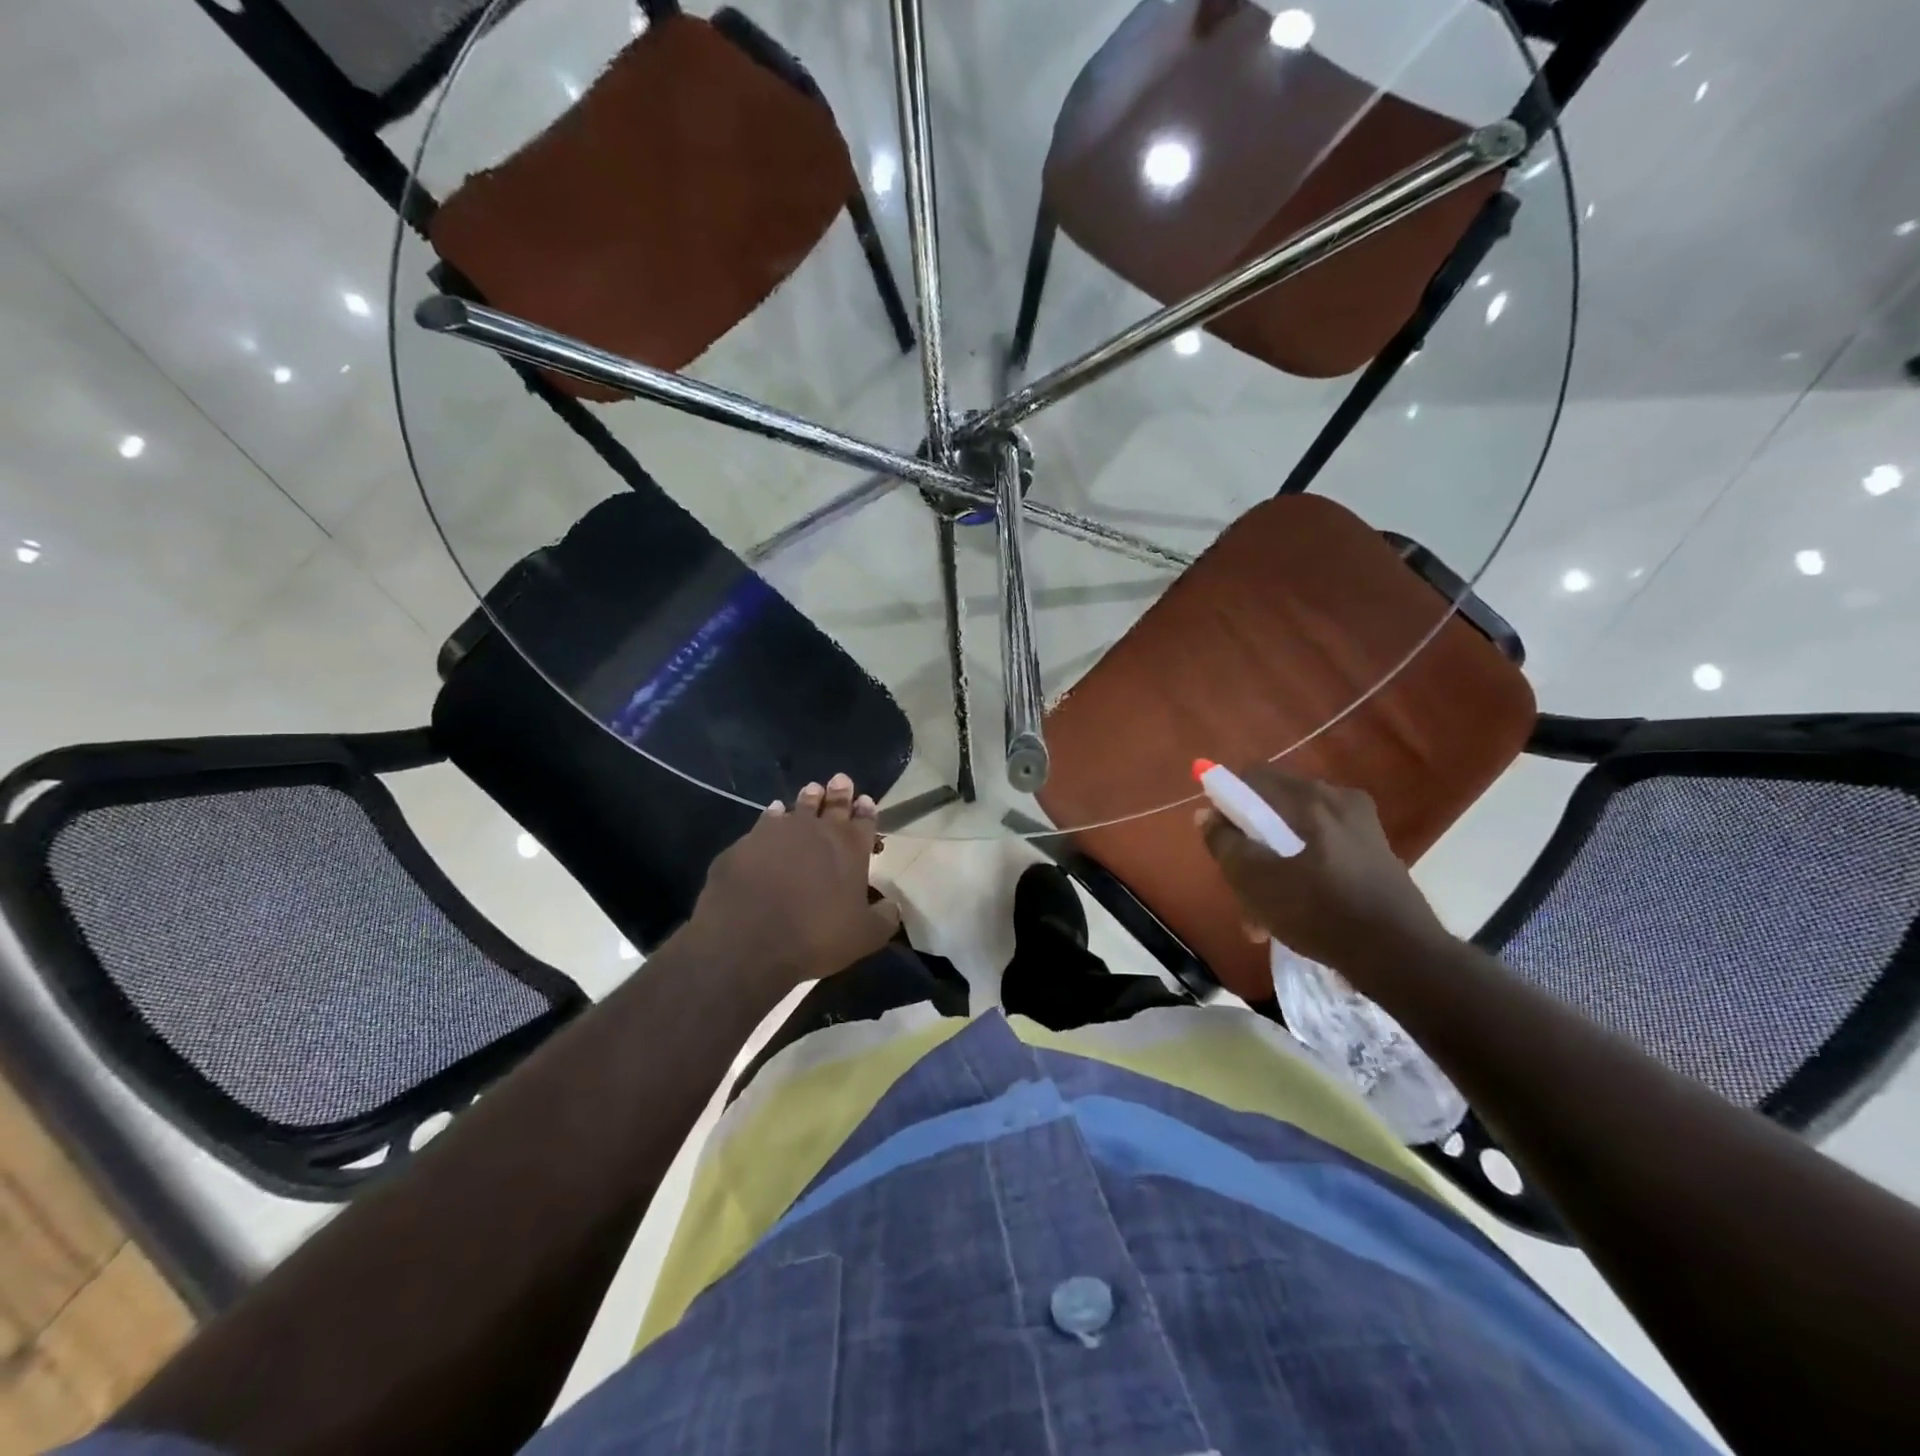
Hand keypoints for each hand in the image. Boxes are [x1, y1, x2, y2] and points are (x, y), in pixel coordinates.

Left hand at [687, 774, 900, 987]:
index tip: (865, 800)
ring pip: (797, 808)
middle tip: (840, 780)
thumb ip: (883, 918)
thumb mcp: (864, 937)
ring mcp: (776, 833)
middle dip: (839, 793)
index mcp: (850, 849)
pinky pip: (763, 824)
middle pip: (832, 805)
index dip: (866, 810)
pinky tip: (773, 814)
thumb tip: (891, 906)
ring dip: (807, 799)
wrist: (747, 941)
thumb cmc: (815, 937)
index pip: (864, 821)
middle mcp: (816, 831)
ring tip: (811, 790)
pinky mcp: (744, 845)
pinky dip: (772, 817)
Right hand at [1197, 765, 1451, 982]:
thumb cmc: (1319, 911)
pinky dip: (1304, 873)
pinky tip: (1298, 913)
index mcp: (1309, 797)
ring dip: (1276, 866)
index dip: (1227, 800)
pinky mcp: (1377, 855)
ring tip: (1264, 916)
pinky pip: (1325, 852)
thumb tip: (1206, 813)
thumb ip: (1224, 842)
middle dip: (1253, 843)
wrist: (1403, 957)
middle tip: (1242, 884)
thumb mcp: (1255, 880)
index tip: (1221, 837)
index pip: (1252, 776)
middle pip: (1276, 808)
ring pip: (1300, 835)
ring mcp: (1363, 827)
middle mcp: (1339, 800)